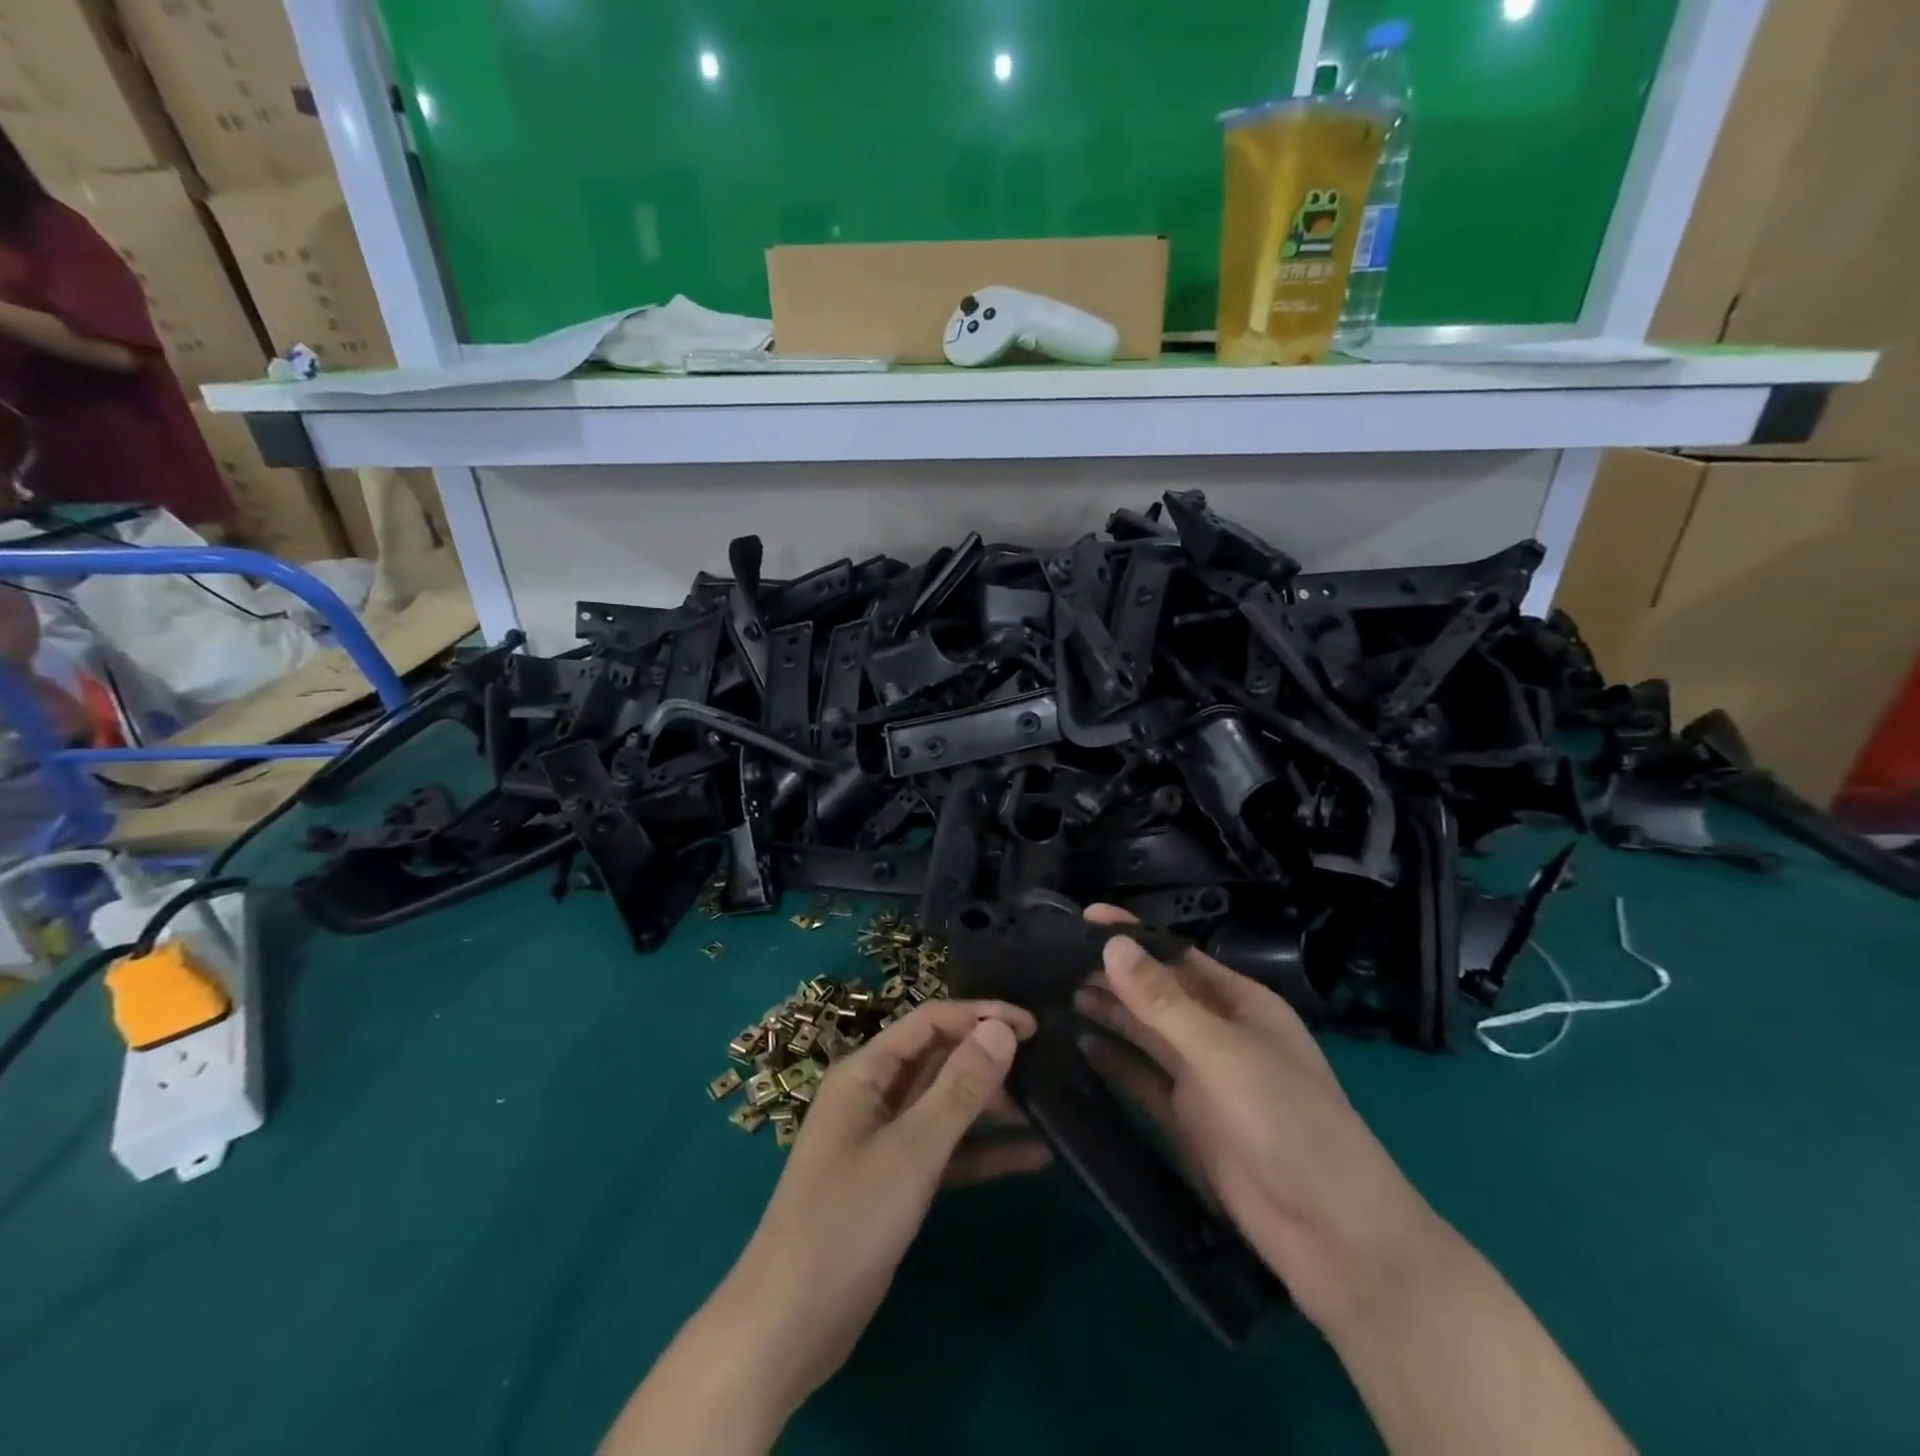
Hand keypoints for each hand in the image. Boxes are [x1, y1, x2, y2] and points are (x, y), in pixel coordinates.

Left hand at [729, 999, 1046, 1413]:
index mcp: (866, 1073)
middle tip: (1049, 1065)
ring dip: (992, 1105)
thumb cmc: (846, 1222)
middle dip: (989, 1059)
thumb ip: (959, 1088)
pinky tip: (1034, 1156)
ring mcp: (887, 1141)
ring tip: (1050, 1105)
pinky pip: (949, 1152)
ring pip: (947, 1106)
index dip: (980, 1015)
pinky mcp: (898, 1183)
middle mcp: (876, 1097)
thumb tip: (1001, 1029)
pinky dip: (984, 1152)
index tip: (1034, 1025)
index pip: (930, 1022)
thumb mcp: (911, 1151)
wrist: (789, 1327)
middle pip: (939, 1060)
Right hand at [1074, 905, 1446, 1333]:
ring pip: (1144, 1035)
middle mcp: (1218, 1033)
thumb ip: (1164, 1002)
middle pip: (1155, 994)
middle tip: (1049, 960)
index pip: (1176, 956)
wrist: (1333, 1238)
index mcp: (1240, 1003)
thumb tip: (1112, 944)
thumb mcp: (1224, 1053)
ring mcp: (1202, 1079)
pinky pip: (1142, 1080)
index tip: (1082, 917)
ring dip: (1107, 1014)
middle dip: (1111, 975)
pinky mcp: (1186, 1121)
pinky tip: (1077, 1046)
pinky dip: (1112, 1062)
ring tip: (1052, 995)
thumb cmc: (1289, 1123)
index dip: (1132, 935)